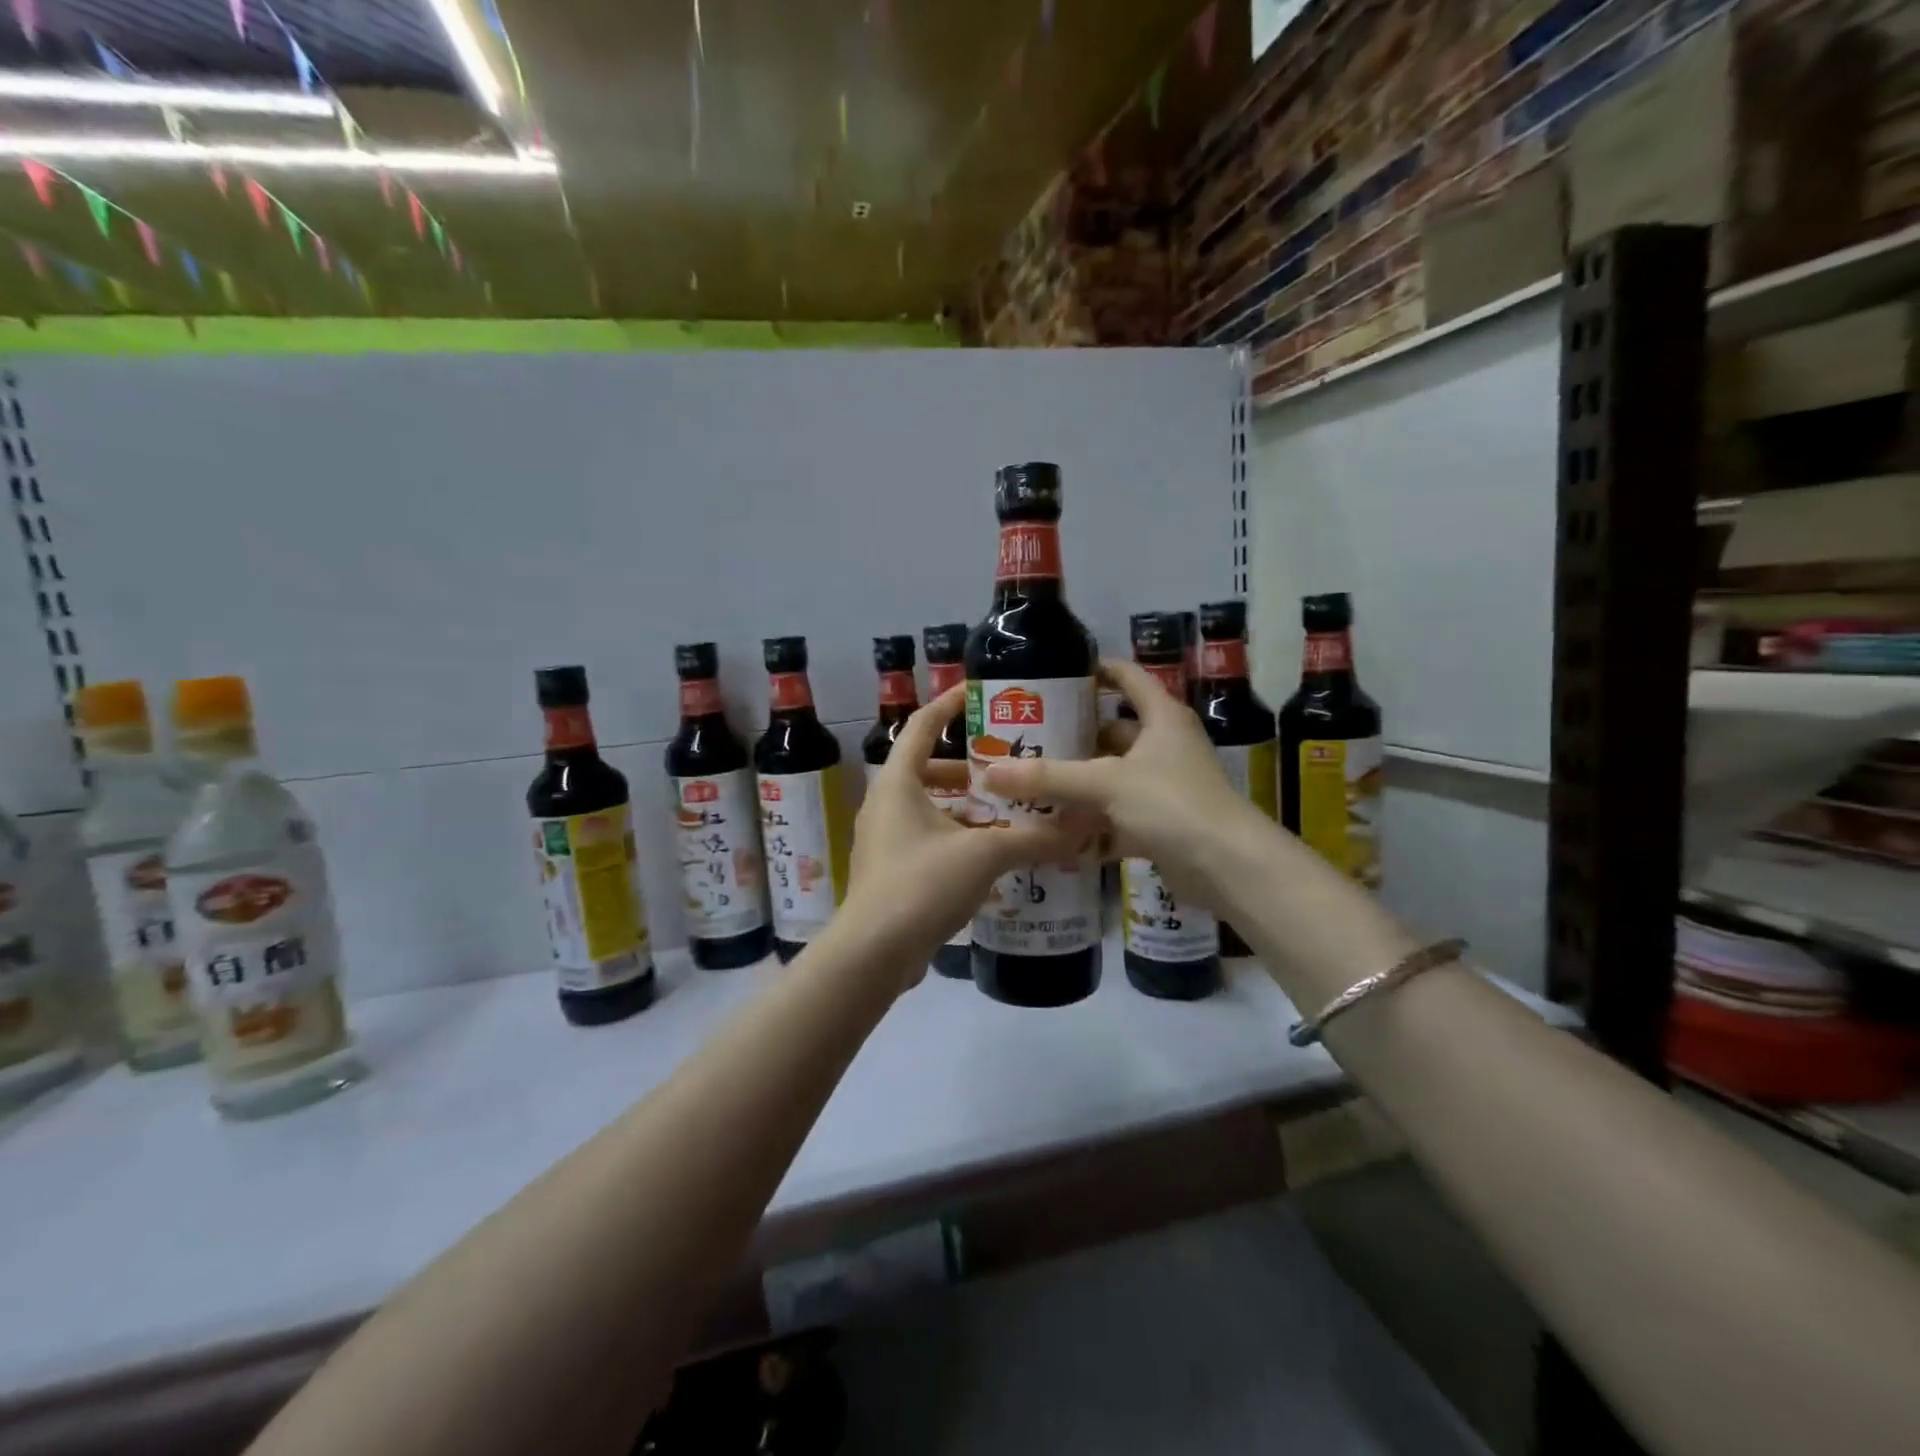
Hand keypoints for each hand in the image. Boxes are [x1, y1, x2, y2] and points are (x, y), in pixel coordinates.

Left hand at [842, 685, 1094, 987]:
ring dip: (967, 808)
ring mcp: (885, 839)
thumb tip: (1085, 826)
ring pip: (930, 808)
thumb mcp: (984, 855)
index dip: (948, 705)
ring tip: (1010, 813)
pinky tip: (992, 856)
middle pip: (928, 769)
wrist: (873, 953)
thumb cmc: (921, 884)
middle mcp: (885, 804)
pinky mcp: (891, 871)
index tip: (977, 693)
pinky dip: (958, 839)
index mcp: (897, 782)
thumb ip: (1035, 838)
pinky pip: (929, 840)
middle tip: (1010, 768)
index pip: (922, 726)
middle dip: (970, 768)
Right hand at [982, 658, 1258, 910]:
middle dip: (1073, 736)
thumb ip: (1049, 777)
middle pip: (1113, 731)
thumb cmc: (1171, 804)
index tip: (1054, 674)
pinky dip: (1091, 823)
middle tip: (1028, 738)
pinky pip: (1117, 815)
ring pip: (1112, 776)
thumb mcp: (1105, 783)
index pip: (1126, 677)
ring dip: (1079, 782)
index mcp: (1161, 717)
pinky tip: (1055, 830)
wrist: (1227, 867)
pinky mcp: (1161, 823)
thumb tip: (990, 772)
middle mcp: (1165, 745)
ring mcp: (1164, 786)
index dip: (1094, 670)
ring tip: (1031, 781)